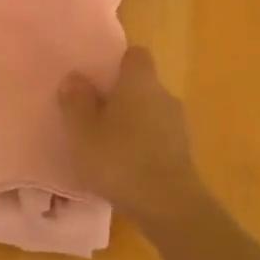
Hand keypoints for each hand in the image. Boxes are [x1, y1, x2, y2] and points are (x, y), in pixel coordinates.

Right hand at [58, 47, 205, 227]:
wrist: (168, 205)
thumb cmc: (119, 159)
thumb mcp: (82, 131)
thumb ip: (76, 101)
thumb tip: (75, 77)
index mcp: (140, 81)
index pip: (135, 54)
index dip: (117, 62)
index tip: (98, 77)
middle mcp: (163, 94)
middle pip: (142, 84)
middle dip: (122, 95)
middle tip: (95, 112)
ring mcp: (178, 124)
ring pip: (151, 111)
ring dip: (133, 121)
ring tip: (109, 143)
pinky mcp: (183, 152)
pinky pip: (158, 136)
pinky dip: (144, 143)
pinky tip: (126, 165)